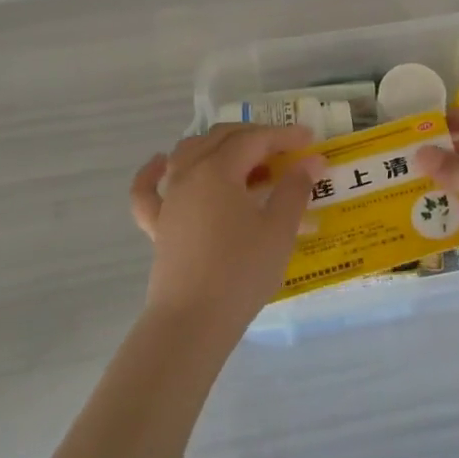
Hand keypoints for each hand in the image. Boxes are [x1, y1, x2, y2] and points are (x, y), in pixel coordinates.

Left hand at [129, 124, 322, 343]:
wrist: (193, 321)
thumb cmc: (241, 272)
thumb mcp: (279, 229)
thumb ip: (295, 189)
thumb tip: (311, 161)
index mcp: (219, 170)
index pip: (254, 140)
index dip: (283, 136)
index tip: (309, 140)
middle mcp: (188, 174)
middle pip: (220, 138)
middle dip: (253, 136)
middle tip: (283, 150)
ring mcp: (169, 199)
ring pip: (187, 154)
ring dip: (216, 146)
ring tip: (241, 157)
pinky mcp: (157, 225)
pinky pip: (148, 190)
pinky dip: (152, 172)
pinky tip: (160, 163)